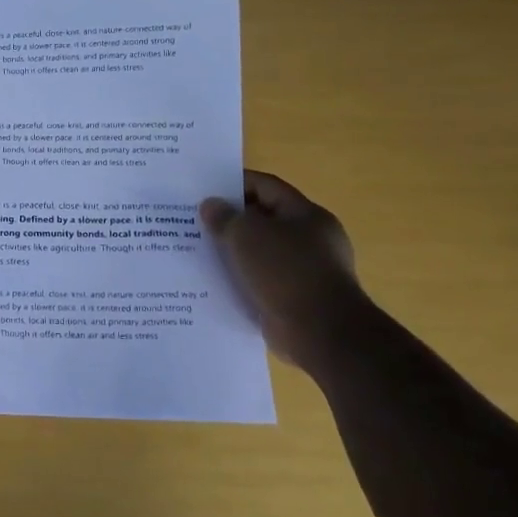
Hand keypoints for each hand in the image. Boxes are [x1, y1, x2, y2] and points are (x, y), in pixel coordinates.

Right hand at [200, 170, 362, 364]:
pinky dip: (242, 279)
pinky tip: (216, 282)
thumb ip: (225, 217)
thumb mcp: (246, 235)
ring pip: (262, 253)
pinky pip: (263, 281)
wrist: (321, 333)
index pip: (267, 187)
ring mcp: (307, 271)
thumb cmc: (286, 271)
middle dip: (231, 219)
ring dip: (234, 252)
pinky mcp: (297, 299)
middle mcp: (311, 240)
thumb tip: (210, 206)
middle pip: (264, 219)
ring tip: (200, 251)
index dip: (235, 183)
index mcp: (307, 215)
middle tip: (196, 221)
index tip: (204, 189)